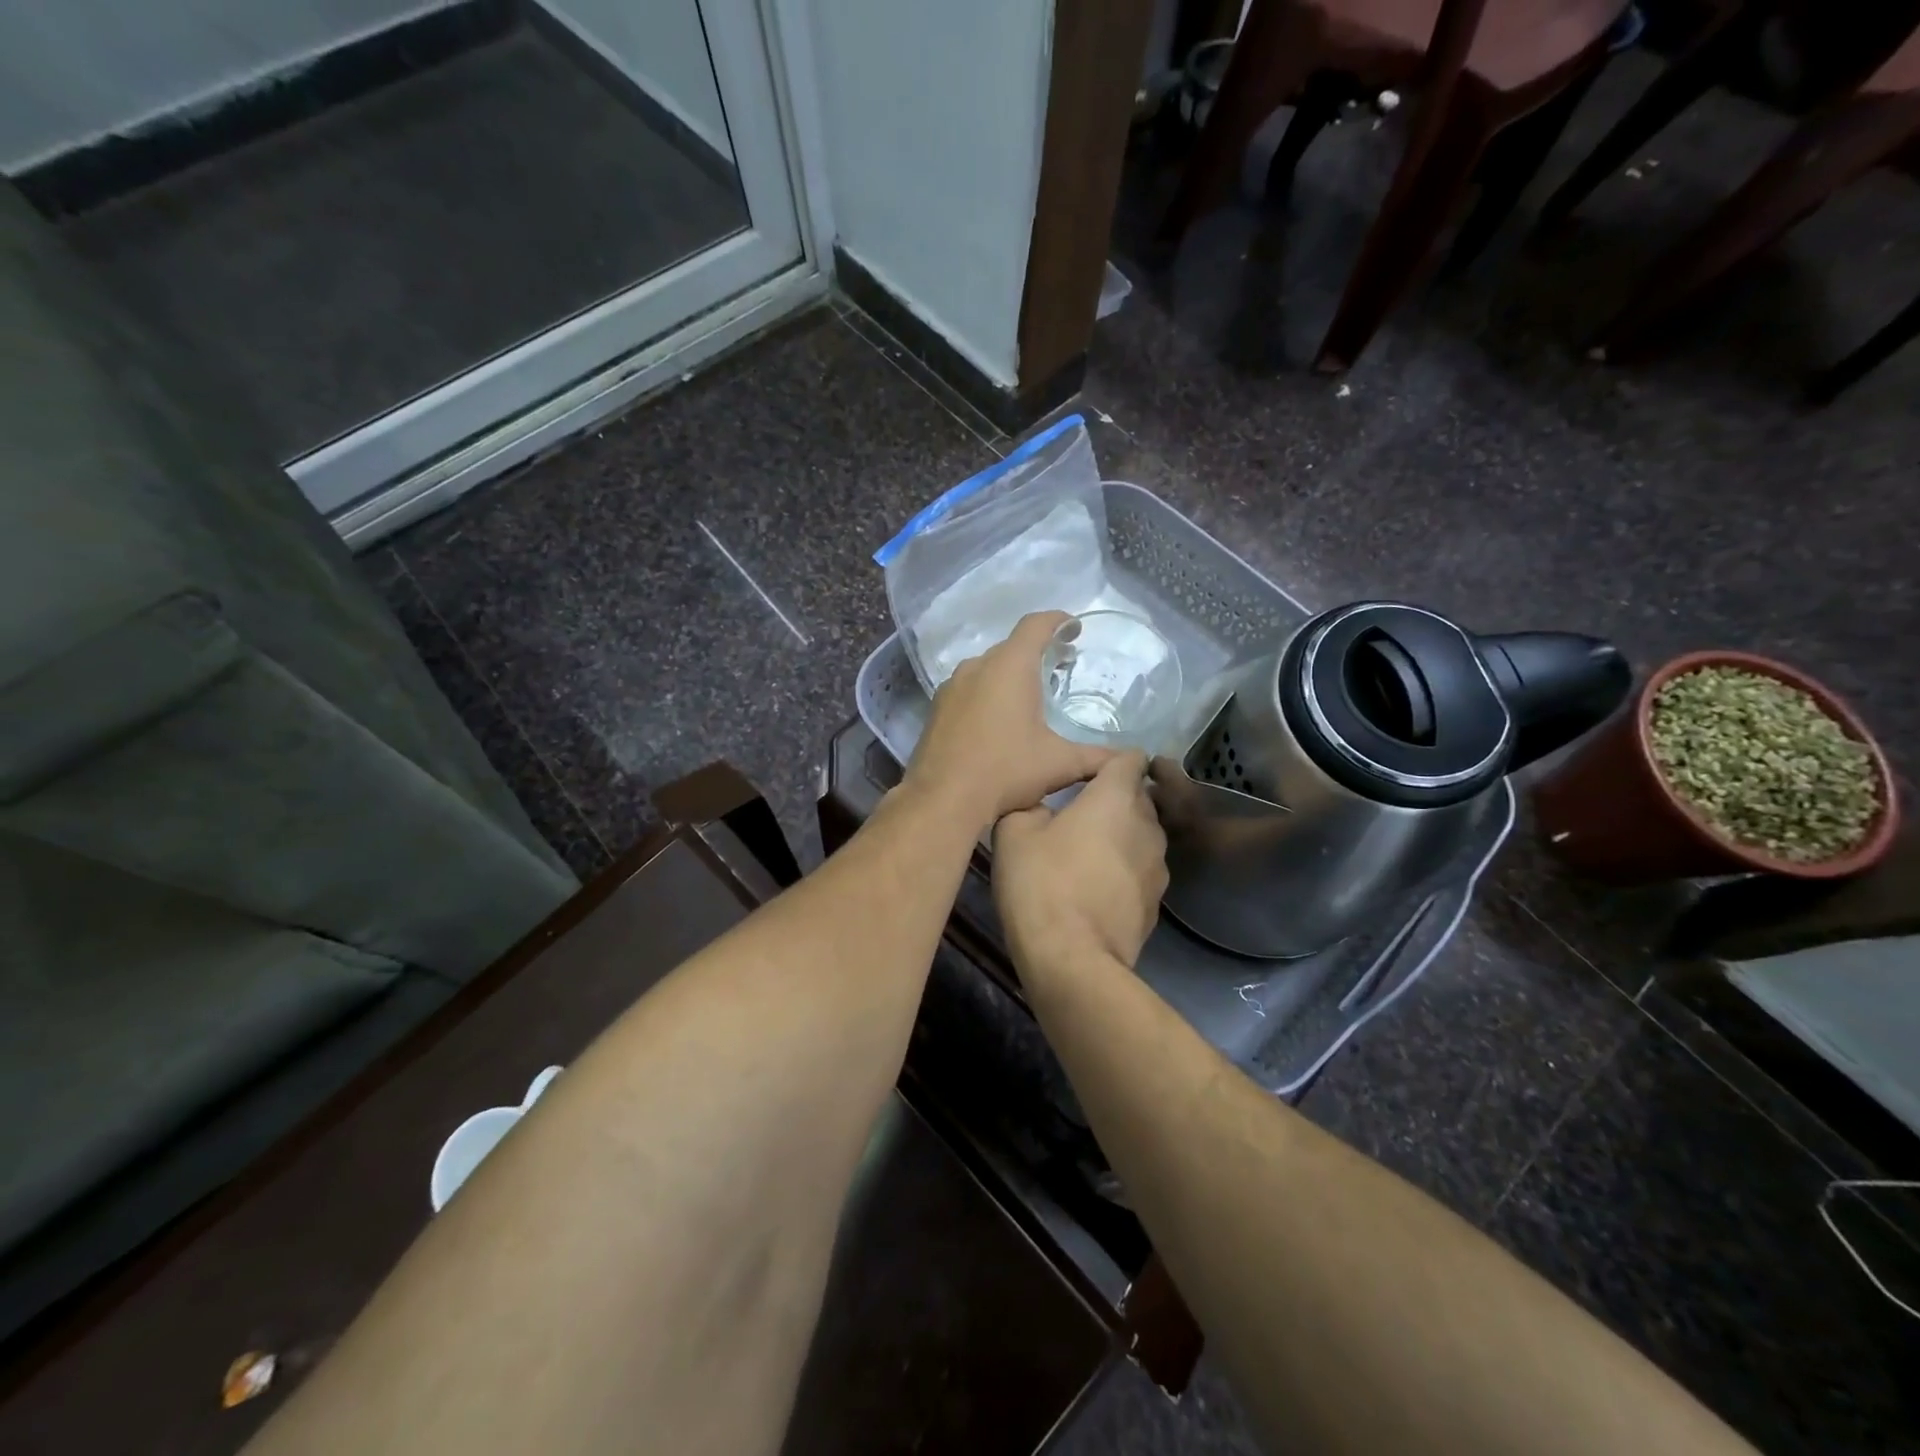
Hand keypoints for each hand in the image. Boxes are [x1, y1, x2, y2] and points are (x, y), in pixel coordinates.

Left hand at [905, 612, 1114, 828]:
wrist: (942, 798)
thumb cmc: (1005, 771)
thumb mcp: (1059, 764)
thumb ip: (1098, 757)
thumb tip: (1129, 760)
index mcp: (1010, 666)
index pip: (1036, 625)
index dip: (1058, 621)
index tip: (1074, 627)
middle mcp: (978, 666)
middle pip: (1012, 646)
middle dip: (1038, 650)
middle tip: (1062, 666)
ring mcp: (952, 686)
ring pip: (988, 667)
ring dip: (1011, 672)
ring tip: (1033, 693)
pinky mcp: (938, 708)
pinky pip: (970, 687)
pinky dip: (989, 691)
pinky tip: (999, 718)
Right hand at [992, 751, 1168, 974]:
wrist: (1072, 958)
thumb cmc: (1041, 882)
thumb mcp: (1013, 831)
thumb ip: (1030, 804)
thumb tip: (1041, 808)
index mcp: (1116, 797)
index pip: (1131, 758)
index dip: (1110, 761)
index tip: (1085, 775)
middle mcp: (1148, 825)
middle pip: (1139, 797)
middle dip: (1114, 799)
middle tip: (1077, 814)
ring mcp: (1159, 866)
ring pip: (1142, 835)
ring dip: (1121, 837)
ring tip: (1087, 854)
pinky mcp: (1157, 903)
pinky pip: (1140, 871)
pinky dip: (1123, 872)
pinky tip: (1095, 890)